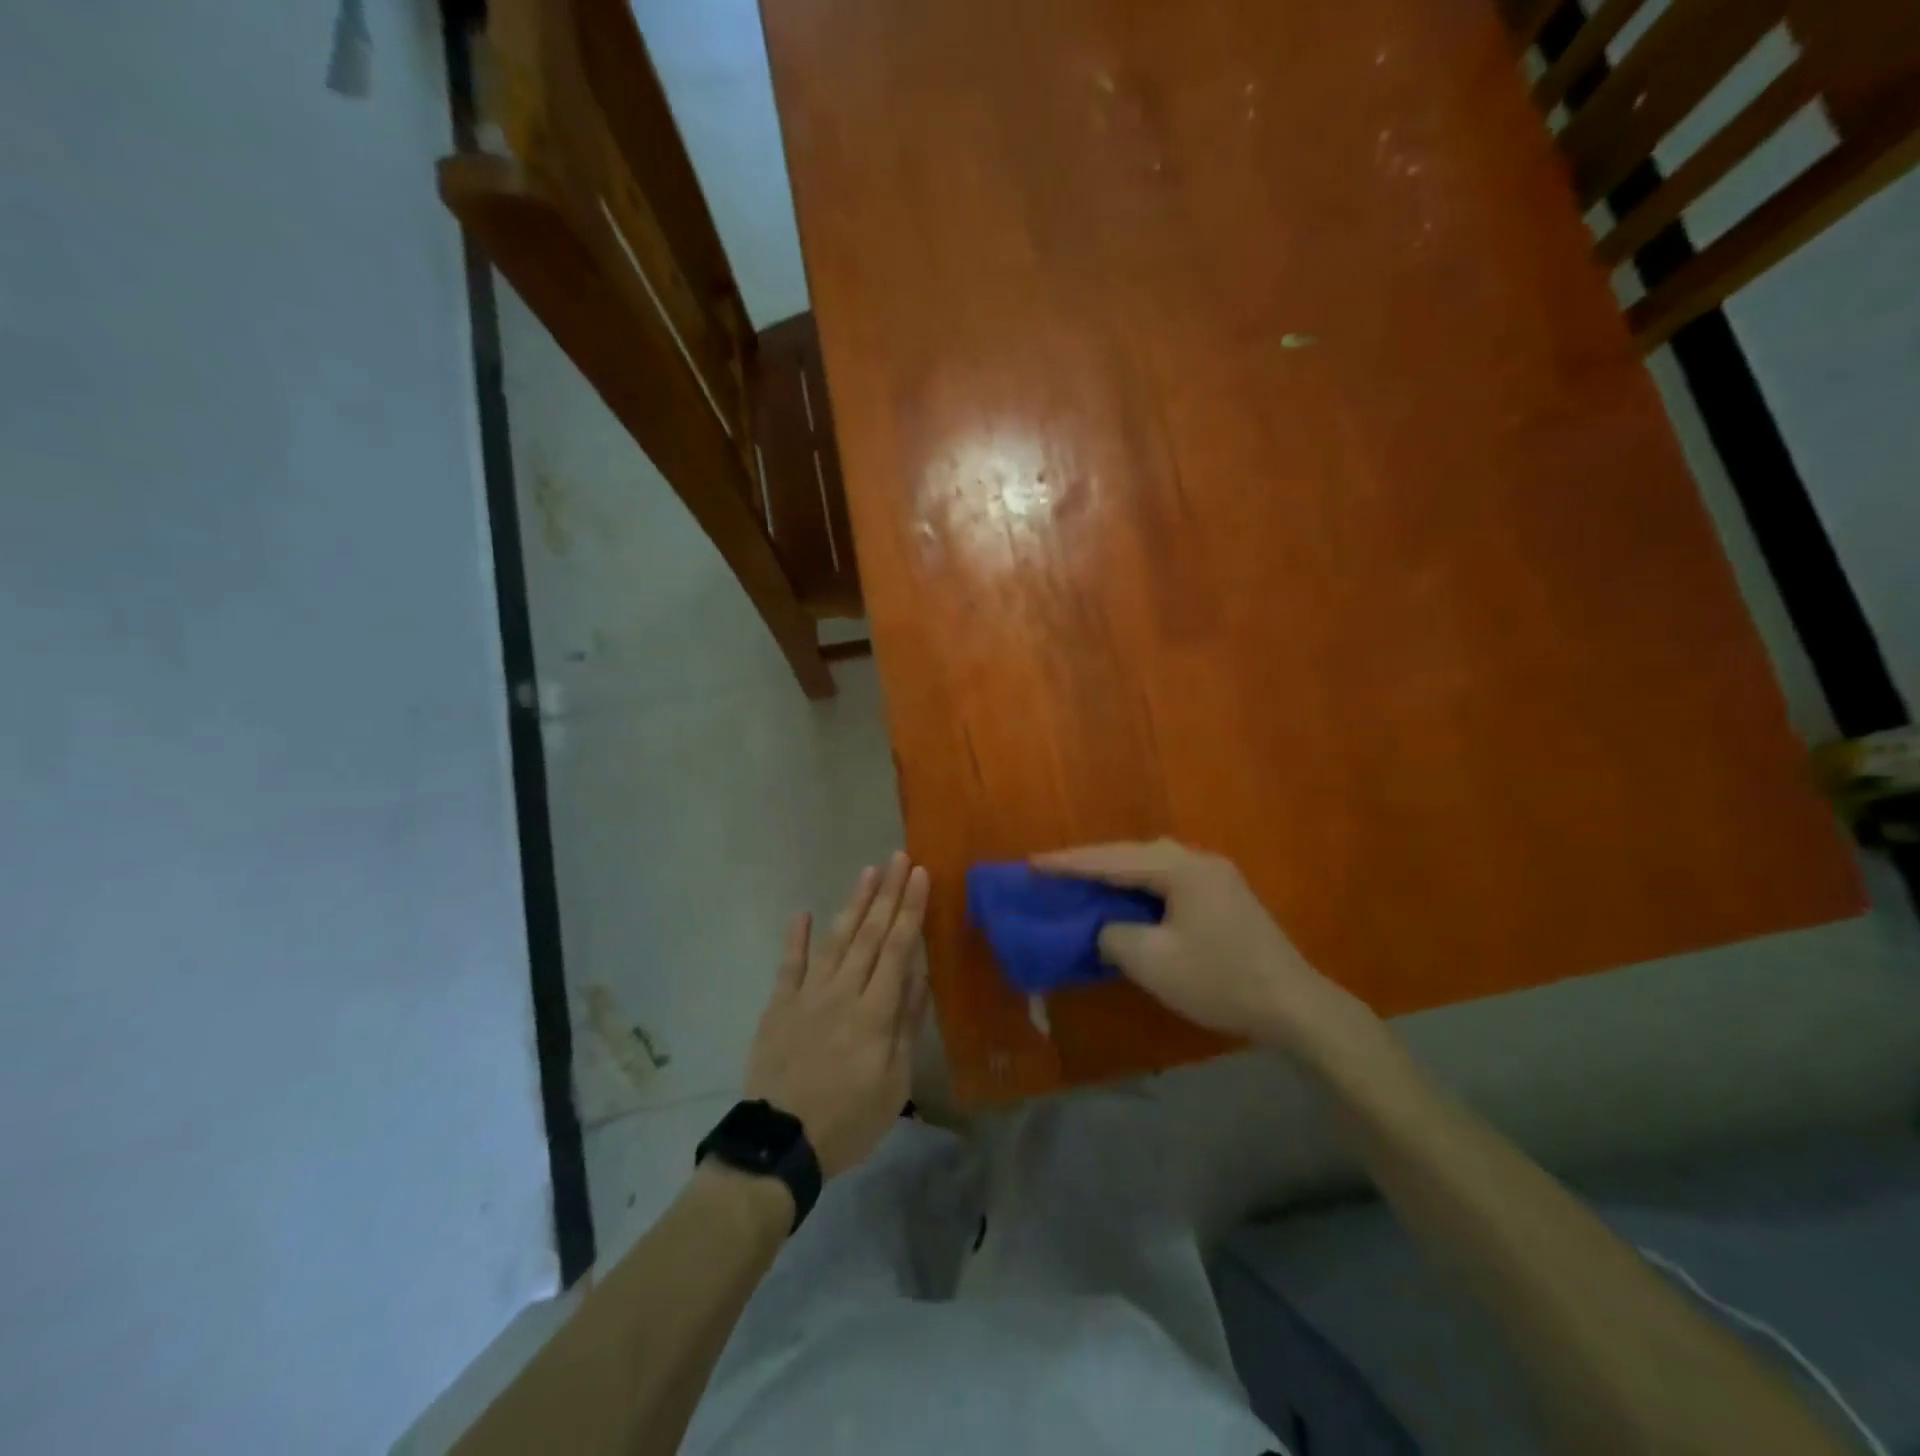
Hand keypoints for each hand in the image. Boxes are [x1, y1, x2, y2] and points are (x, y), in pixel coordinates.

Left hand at [744, 853, 931, 1178]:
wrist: (780, 1143)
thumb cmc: (848, 1119)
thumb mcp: (893, 1083)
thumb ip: (906, 1025)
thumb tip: (918, 975)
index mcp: (875, 1013)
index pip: (897, 949)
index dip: (910, 909)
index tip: (920, 875)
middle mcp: (843, 993)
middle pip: (869, 935)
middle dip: (887, 894)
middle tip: (899, 857)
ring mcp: (807, 995)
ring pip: (835, 940)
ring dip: (853, 904)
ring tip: (867, 872)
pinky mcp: (779, 1005)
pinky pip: (789, 964)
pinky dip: (797, 937)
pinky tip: (804, 912)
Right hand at [1032, 839, 1369, 1053]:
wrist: (1295, 1006)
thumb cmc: (1220, 980)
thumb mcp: (1153, 962)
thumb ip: (1114, 935)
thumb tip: (1103, 927)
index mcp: (1180, 868)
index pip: (1112, 861)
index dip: (1069, 864)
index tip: (1031, 863)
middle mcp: (1197, 860)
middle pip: (1131, 854)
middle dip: (1090, 862)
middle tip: (1051, 871)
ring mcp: (1214, 876)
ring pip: (1150, 865)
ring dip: (1114, 873)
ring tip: (1081, 880)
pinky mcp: (1223, 896)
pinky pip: (1167, 880)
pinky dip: (1138, 887)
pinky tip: (1124, 898)